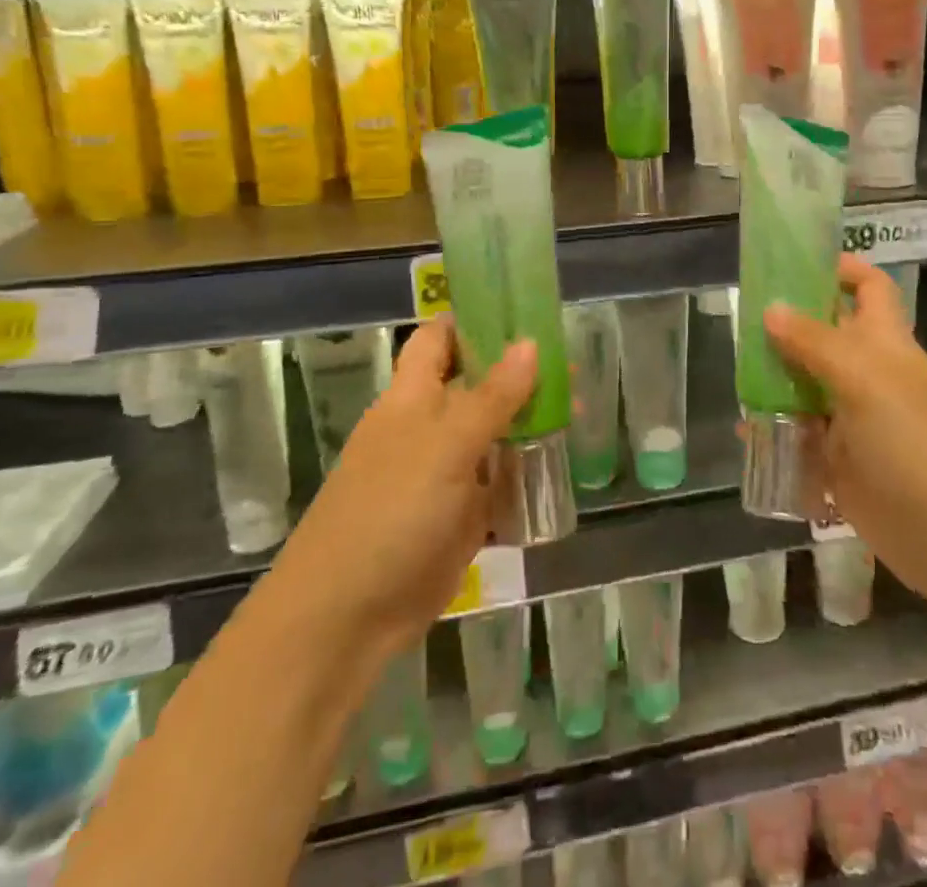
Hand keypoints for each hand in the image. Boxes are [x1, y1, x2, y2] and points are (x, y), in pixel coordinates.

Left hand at [280, 318, 536, 660]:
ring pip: (492, 434)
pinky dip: (525, 473)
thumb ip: (492, 396)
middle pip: (476, 385)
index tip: (521, 310)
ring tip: (579, 410)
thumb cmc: (391, 511)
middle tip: (570, 366)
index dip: (474, 320)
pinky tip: (561, 464)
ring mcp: (444, 473)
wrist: (347, 616)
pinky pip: (498, 483)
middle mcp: (428, 427)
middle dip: (518, 373)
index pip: (439, 340)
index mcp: (412, 397)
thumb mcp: (446, 445)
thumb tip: (530, 342)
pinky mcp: (459, 516)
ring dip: (528, 423)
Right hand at [765, 256, 926, 600]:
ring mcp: (851, 416)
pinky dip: (773, 430)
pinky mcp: (837, 458)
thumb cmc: (910, 438)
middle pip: (824, 334)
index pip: (868, 287)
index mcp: (883, 342)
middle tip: (742, 321)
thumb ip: (813, 341)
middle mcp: (867, 372)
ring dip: (773, 380)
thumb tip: (770, 309)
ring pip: (805, 384)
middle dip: (786, 325)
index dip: (840, 268)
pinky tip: (746, 432)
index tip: (795, 262)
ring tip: (735, 374)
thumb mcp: (862, 377)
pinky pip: (798, 434)